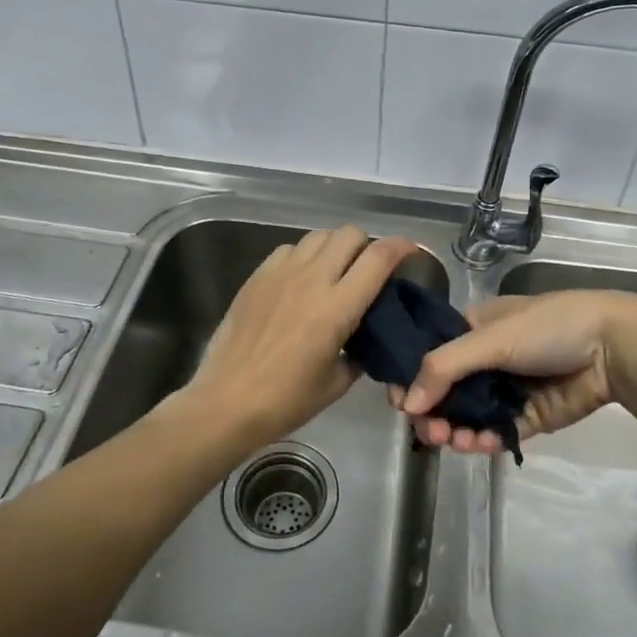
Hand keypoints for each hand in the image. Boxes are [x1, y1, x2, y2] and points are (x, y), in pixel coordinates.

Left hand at [184, 226, 417, 450]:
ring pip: (318, 236)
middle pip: (349, 234)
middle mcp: (312, 279)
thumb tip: (363, 340)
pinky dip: (304, 256)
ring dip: (334, 248)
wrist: (227, 401)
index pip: (378, 258)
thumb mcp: (337, 382)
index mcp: (338, 307)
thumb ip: (357, 353)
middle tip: (367, 270)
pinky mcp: (257, 276)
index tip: (409, 251)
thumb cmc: (286, 400)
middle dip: (366, 246)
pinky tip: (300, 281)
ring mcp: (281, 273)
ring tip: (333, 272)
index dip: (400, 247)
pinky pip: (289, 249)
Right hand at [390, 291, 636, 454]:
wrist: (612, 348)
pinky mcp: (527, 417)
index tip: (399, 402)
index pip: (429, 354)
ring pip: (467, 416)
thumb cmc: (547, 328)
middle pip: (445, 391)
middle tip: (428, 432)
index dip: (411, 378)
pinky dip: (481, 441)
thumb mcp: (490, 338)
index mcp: (473, 329)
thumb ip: (444, 367)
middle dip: (432, 413)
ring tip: (452, 441)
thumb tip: (406, 404)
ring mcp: (506, 389)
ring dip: (454, 430)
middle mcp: (485, 358)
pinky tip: (475, 444)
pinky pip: (495, 432)